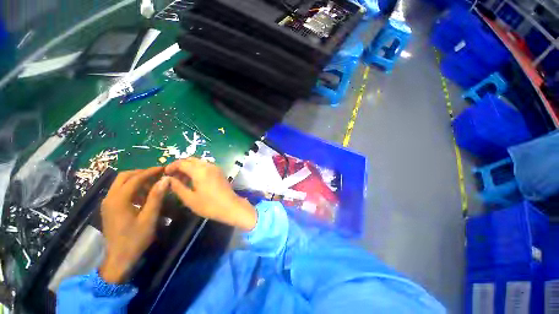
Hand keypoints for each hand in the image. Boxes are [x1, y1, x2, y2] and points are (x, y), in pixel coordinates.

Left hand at [99, 167, 169, 283]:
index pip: (135, 178)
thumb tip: (165, 179)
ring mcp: (108, 203)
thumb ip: (156, 197)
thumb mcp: (149, 218)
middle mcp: (110, 198)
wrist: (118, 259)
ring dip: (137, 180)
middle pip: (124, 177)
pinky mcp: (109, 208)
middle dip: (141, 173)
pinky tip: (144, 195)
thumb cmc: (135, 239)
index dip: (150, 172)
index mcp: (119, 200)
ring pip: (121, 183)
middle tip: (157, 174)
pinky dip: (132, 188)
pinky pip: (120, 191)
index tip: (163, 168)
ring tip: (153, 184)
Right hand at [165, 158, 256, 230]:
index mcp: (200, 170)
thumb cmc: (209, 205)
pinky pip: (205, 166)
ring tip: (182, 179)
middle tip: (173, 176)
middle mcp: (208, 165)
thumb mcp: (190, 198)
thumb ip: (177, 187)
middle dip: (180, 165)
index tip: (165, 174)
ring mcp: (215, 168)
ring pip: (198, 162)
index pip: (182, 163)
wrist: (230, 206)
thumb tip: (168, 179)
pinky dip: (197, 169)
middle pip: (191, 160)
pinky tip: (194, 179)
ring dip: (189, 167)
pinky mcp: (219, 171)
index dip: (171, 166)